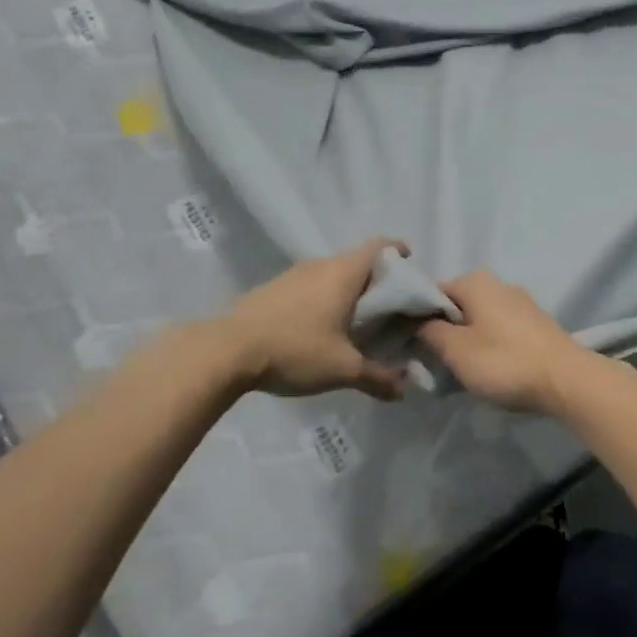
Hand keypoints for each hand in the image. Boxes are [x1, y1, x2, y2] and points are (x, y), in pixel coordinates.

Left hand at [222, 239, 409, 400]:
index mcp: (343, 274)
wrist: (225, 351)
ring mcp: (292, 275)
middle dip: (376, 279)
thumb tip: (404, 389)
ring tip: (356, 319)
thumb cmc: (295, 350)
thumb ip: (377, 377)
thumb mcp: (342, 369)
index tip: (410, 264)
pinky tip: (319, 327)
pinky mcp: (272, 289)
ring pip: (331, 273)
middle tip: (389, 306)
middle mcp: (320, 265)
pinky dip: (322, 298)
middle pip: (357, 261)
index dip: (398, 251)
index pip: (379, 247)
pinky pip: (309, 285)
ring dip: (347, 290)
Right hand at [418, 271, 588, 412]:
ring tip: (460, 369)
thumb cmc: (505, 361)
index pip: (431, 292)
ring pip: (479, 318)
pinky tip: (489, 367)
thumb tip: (419, 323)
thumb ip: (430, 332)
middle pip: (457, 305)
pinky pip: (500, 329)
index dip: (416, 317)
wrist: (567, 380)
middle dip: (443, 331)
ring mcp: (521, 302)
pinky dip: (489, 344)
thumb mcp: (456, 351)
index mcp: (475, 282)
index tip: (408, 343)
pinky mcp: (536, 323)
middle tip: (433, 361)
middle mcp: (498, 284)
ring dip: (466, 340)